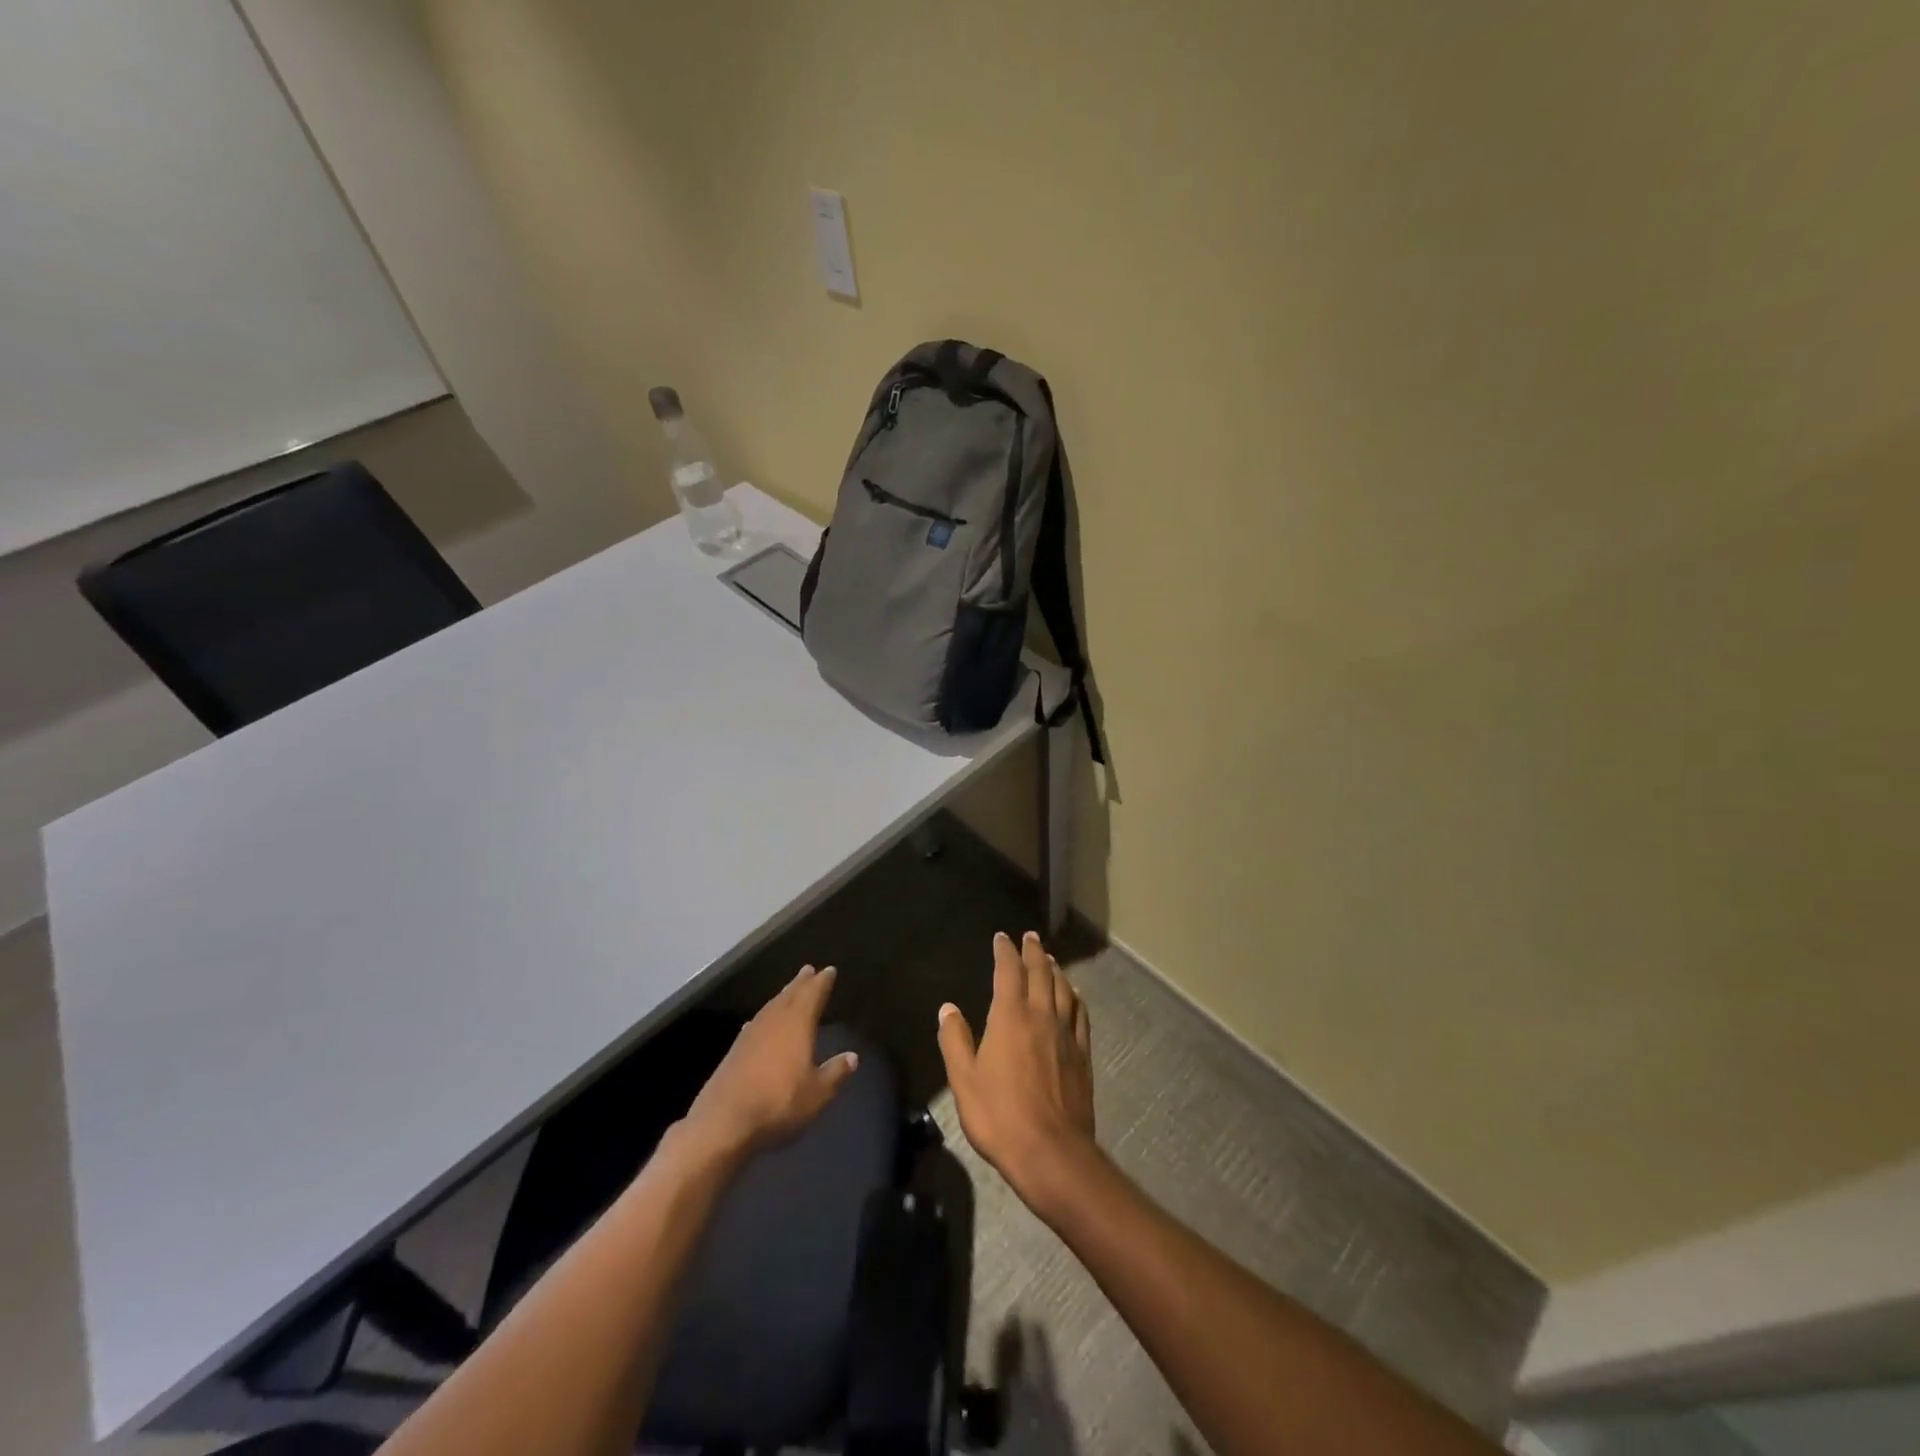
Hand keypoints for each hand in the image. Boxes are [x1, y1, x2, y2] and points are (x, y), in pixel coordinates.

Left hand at [682, 965, 858, 1156]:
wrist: (723, 1122)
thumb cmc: (778, 1103)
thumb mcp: (817, 1094)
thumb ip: (835, 1073)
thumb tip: (852, 1057)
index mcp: (797, 1025)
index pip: (812, 995)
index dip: (822, 983)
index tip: (829, 970)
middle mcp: (773, 1022)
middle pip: (789, 995)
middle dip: (801, 983)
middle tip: (808, 970)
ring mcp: (751, 1034)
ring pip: (771, 1006)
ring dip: (782, 996)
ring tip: (790, 990)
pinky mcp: (735, 1050)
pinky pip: (756, 1022)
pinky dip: (765, 1017)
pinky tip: (762, 1022)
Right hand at [937, 931, 1097, 1211]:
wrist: (1052, 1152)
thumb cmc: (1000, 1116)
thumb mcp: (963, 1080)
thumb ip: (955, 1040)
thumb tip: (948, 1008)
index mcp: (1010, 1017)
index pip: (1008, 971)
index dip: (1005, 951)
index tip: (1001, 938)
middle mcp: (1041, 1015)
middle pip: (1040, 973)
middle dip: (1033, 952)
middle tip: (1030, 937)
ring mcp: (1066, 1034)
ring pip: (1063, 990)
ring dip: (1055, 970)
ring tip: (1050, 959)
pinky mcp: (1082, 1054)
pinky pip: (1080, 1015)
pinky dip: (1076, 998)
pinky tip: (1075, 996)